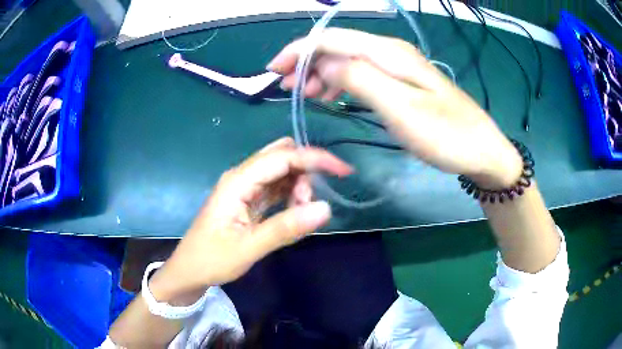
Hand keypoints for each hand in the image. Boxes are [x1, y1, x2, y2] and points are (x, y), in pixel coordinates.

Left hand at [149, 138, 352, 302]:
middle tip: (308, 204)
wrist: (190, 271)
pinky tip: (292, 214)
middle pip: (282, 157)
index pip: (282, 157)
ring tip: (298, 215)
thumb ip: (285, 228)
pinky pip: (276, 188)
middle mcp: (242, 177)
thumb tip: (325, 208)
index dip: (315, 159)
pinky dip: (290, 196)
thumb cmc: (212, 259)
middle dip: (305, 172)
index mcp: (238, 181)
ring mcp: (244, 188)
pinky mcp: (248, 199)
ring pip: (281, 171)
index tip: (343, 171)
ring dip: (298, 186)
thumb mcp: (248, 248)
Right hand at [267, 28, 521, 188]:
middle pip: (337, 46)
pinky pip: (361, 74)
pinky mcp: (401, 82)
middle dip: (306, 62)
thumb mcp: (401, 108)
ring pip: (347, 59)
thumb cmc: (446, 134)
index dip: (298, 51)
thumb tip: (326, 64)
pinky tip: (333, 96)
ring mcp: (396, 67)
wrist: (481, 150)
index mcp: (388, 53)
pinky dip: (340, 82)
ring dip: (321, 73)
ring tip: (306, 95)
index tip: (275, 71)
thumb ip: (360, 79)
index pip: (332, 39)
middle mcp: (390, 52)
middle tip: (287, 88)